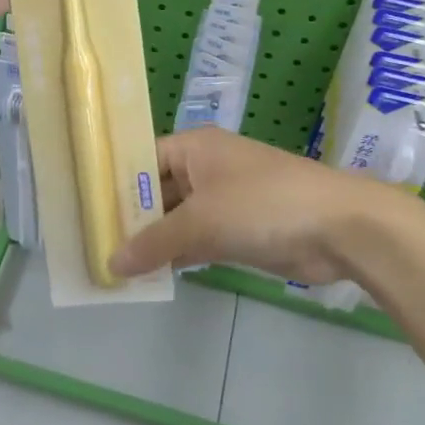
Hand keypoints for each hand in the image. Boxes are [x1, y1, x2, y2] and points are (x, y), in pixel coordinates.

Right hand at [109, 128, 383, 283]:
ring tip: (113, 266)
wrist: (339, 227)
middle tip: (93, 245)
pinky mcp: (239, 230)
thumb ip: (155, 242)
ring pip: (177, 219)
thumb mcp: (202, 220)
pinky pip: (198, 240)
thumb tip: (112, 263)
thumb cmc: (263, 204)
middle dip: (131, 219)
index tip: (85, 211)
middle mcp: (206, 168)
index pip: (143, 159)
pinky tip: (151, 277)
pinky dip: (178, 256)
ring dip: (154, 242)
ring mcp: (224, 199)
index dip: (115, 185)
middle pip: (158, 192)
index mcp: (195, 147)